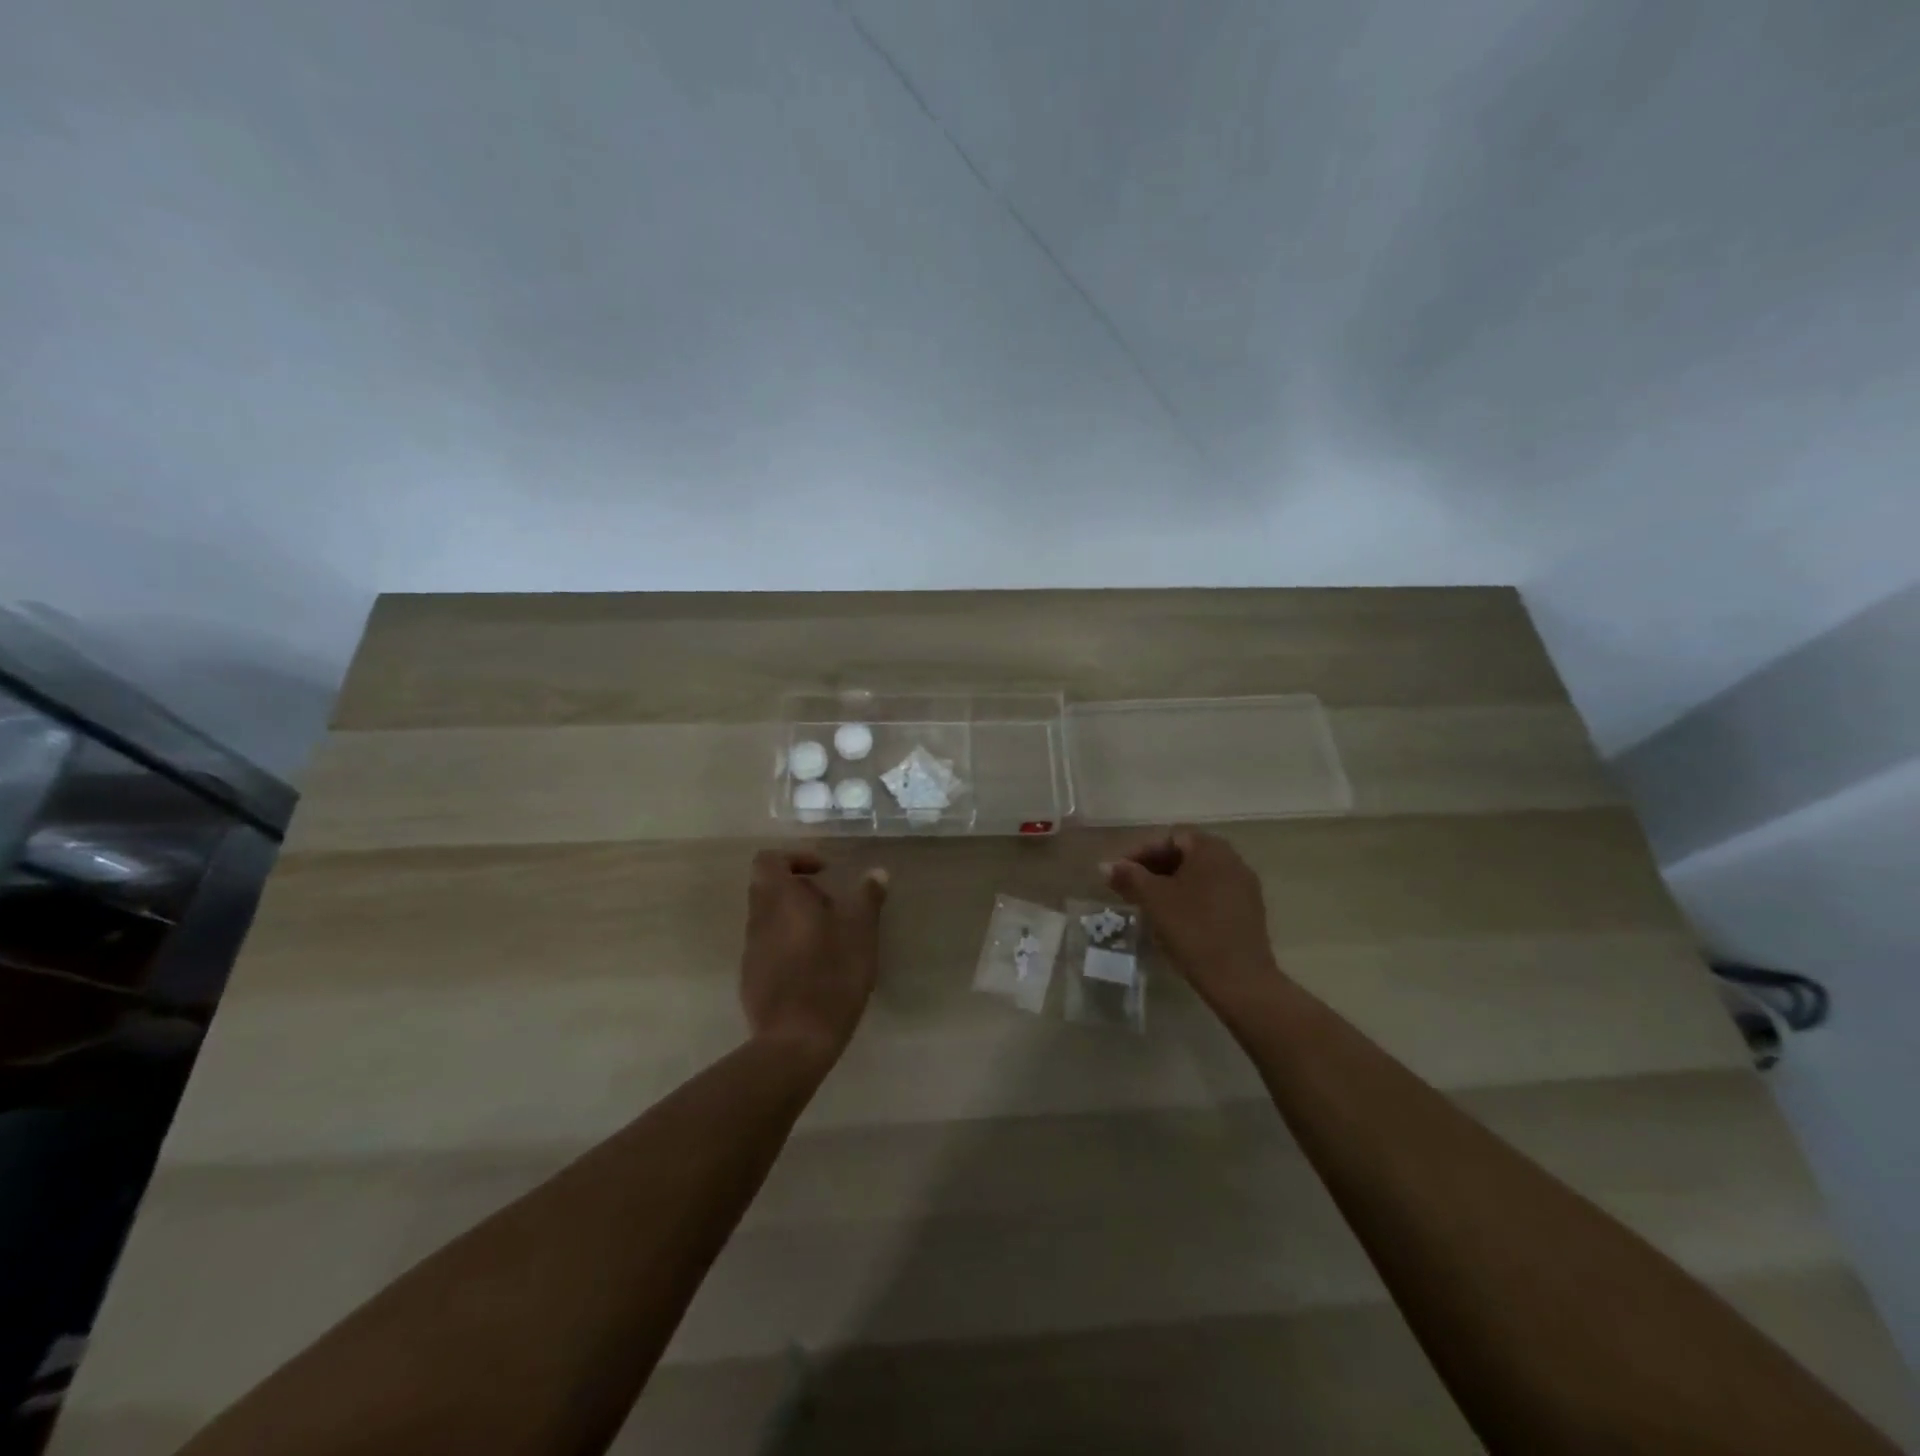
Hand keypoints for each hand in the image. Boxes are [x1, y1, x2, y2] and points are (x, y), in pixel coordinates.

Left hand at [740, 850, 888, 1069]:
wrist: (795, 1041)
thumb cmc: (831, 977)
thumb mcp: (861, 934)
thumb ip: (867, 899)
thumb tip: (876, 873)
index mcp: (780, 899)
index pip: (769, 860)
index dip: (795, 859)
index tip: (824, 873)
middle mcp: (758, 919)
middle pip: (769, 888)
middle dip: (801, 890)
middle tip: (834, 907)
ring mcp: (751, 951)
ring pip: (770, 918)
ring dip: (796, 919)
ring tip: (831, 940)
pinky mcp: (751, 979)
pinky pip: (769, 947)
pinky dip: (790, 946)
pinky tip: (816, 969)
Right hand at [1103, 827, 1284, 1018]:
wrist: (1239, 979)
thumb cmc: (1193, 929)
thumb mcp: (1154, 899)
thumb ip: (1129, 876)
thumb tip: (1105, 865)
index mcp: (1211, 849)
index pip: (1170, 838)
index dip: (1140, 852)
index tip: (1120, 873)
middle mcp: (1232, 860)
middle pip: (1186, 855)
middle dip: (1154, 869)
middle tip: (1130, 888)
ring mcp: (1244, 886)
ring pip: (1199, 876)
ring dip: (1171, 885)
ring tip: (1148, 904)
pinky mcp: (1249, 911)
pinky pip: (1213, 894)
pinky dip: (1190, 899)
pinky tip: (1174, 919)